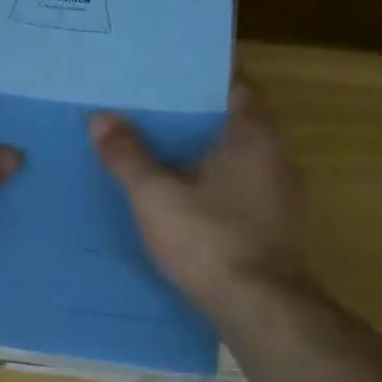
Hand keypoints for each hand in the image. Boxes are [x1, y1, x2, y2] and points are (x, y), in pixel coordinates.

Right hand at [90, 78, 322, 322]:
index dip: (200, 73)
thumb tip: (101, 117)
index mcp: (254, 134)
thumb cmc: (210, 240)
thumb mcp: (155, 196)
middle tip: (147, 106)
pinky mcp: (275, 225)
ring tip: (156, 147)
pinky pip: (239, 187)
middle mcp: (276, 155)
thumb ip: (128, 155)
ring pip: (236, 156)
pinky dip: (212, 182)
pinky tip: (180, 194)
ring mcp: (281, 193)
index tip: (165, 71)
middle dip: (193, 113)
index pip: (233, 82)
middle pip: (233, 119)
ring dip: (202, 150)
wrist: (262, 310)